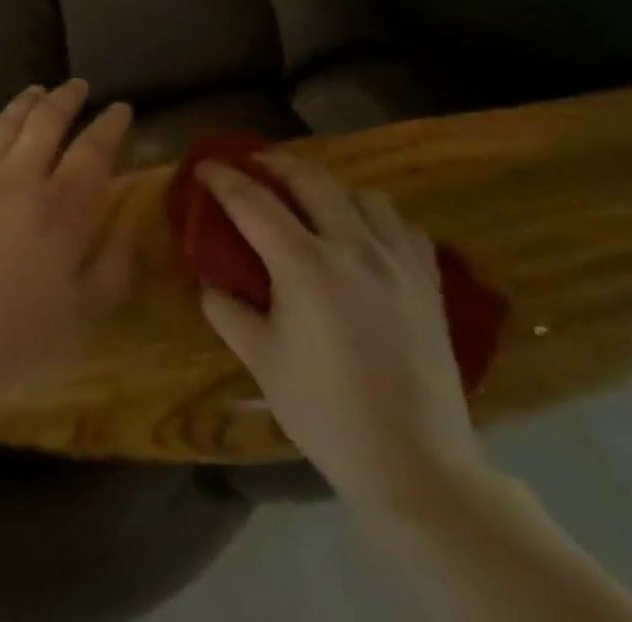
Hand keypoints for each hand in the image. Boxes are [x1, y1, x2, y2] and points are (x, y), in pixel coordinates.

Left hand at [0, 80, 134, 409]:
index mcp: (63, 206)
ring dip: (24, 103)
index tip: (120, 108)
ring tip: (37, 90)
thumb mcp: (85, 313)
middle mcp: (21, 175)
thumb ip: (116, 264)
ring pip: (5, 122)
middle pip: (48, 121)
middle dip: (67, 99)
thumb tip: (135, 224)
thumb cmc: (18, 335)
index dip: (110, 125)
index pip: (94, 150)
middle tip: (78, 86)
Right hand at [197, 152, 486, 511]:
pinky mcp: (429, 283)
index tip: (202, 167)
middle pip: (309, 177)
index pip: (252, 200)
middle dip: (272, 162)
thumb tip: (209, 280)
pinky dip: (375, 216)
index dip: (222, 177)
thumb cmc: (327, 413)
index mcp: (304, 265)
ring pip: (361, 193)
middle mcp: (352, 249)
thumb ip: (225, 309)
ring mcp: (397, 263)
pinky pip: (402, 226)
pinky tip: (362, 234)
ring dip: (327, 186)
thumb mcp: (260, 360)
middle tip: (251, 166)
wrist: (417, 468)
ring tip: (308, 200)